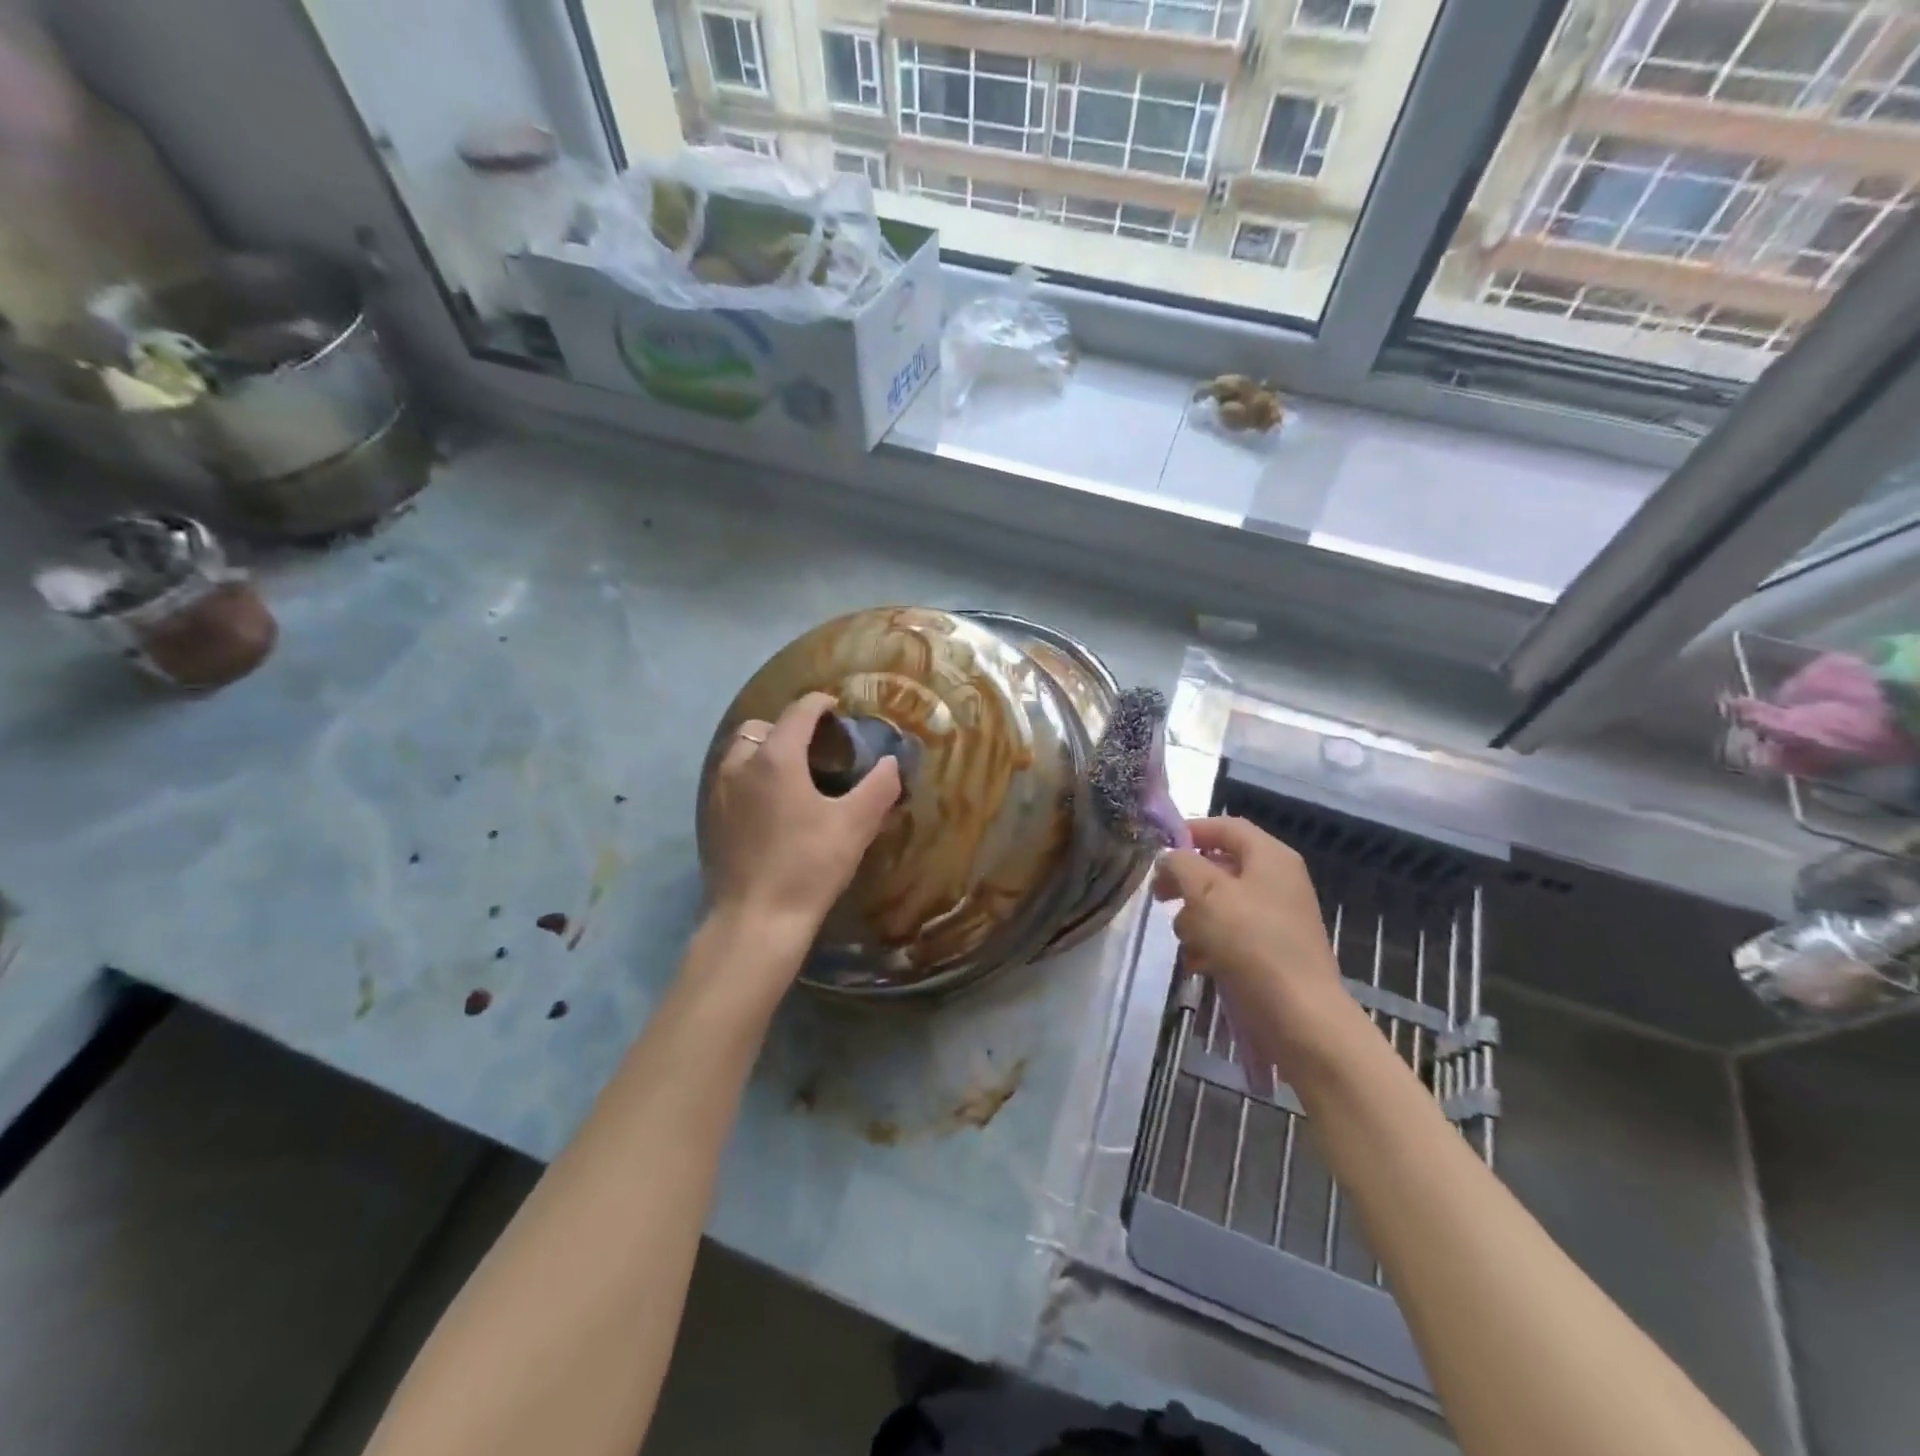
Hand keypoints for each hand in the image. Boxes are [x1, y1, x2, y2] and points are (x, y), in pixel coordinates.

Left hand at [705, 692, 901, 932]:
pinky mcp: (711, 818)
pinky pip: (730, 779)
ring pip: (741, 752)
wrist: (756, 920)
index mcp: (776, 757)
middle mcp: (741, 764)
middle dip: (788, 727)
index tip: (838, 709)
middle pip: (763, 726)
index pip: (799, 711)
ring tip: (792, 775)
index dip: (821, 704)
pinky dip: (750, 777)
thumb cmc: (809, 865)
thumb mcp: (855, 825)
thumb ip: (879, 786)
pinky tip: (770, 806)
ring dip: (765, 751)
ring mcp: (719, 791)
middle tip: (815, 748)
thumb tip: (892, 762)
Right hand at [1153, 816, 1342, 1017]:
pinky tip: (1198, 964)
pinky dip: (1209, 945)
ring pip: (1218, 904)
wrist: (1299, 1016)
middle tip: (1159, 897)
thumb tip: (1169, 858)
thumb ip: (1181, 865)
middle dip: (1186, 882)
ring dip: (1193, 920)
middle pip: (1219, 867)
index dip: (1190, 832)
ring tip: (1187, 941)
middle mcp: (1275, 882)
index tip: (1158, 851)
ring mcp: (1273, 919)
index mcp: (1270, 857)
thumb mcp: (1206, 893)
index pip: (1226, 827)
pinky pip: (1228, 936)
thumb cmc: (1251, 943)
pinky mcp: (1267, 952)